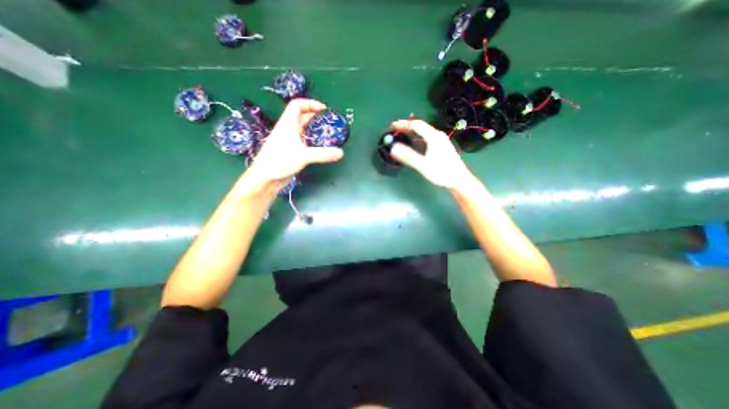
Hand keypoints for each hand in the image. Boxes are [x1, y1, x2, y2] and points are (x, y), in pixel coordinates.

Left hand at [245, 99, 344, 188]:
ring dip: (315, 130)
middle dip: (316, 117)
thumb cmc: (279, 161)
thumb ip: (323, 154)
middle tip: (330, 123)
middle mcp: (288, 130)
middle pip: (302, 116)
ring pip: (303, 130)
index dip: (310, 104)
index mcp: (288, 124)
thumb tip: (341, 153)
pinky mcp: (291, 151)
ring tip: (328, 134)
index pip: (297, 105)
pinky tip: (320, 147)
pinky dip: (312, 141)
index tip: (324, 110)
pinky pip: (304, 141)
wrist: (265, 177)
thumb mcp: (303, 156)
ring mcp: (289, 141)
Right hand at [389, 117, 475, 187]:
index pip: (416, 125)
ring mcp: (440, 141)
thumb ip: (408, 156)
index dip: (403, 124)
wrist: (459, 180)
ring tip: (402, 136)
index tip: (392, 126)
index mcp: (433, 137)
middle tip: (394, 131)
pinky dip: (417, 138)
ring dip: (412, 133)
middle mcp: (437, 136)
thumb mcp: (423, 165)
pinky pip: (427, 138)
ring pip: (424, 133)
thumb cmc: (442, 172)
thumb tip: (393, 148)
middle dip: (407, 127)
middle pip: (420, 127)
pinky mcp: (441, 147)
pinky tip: (414, 144)